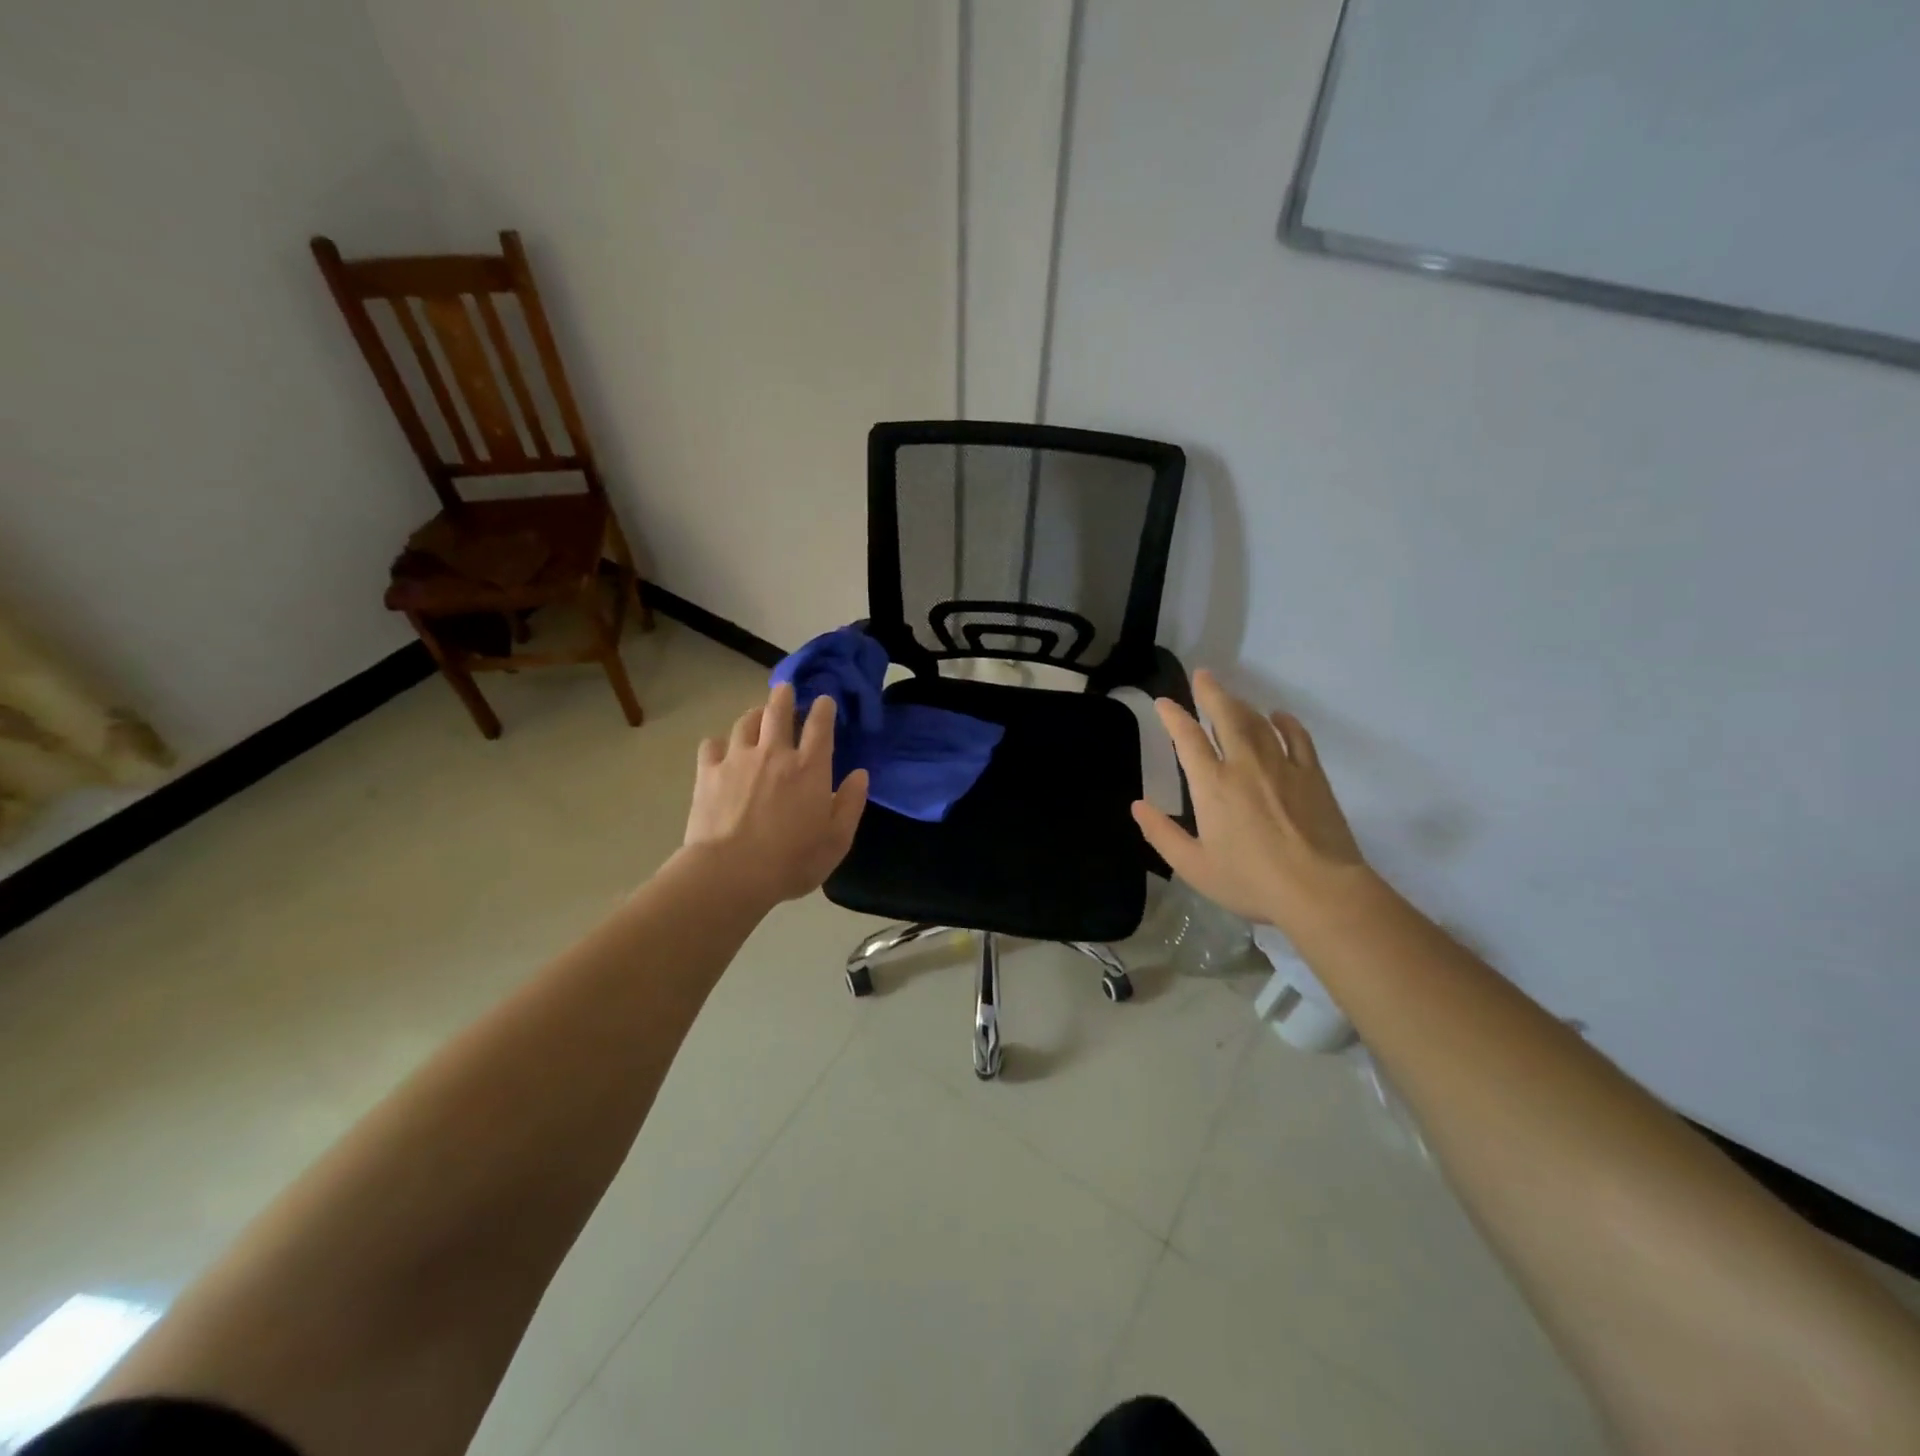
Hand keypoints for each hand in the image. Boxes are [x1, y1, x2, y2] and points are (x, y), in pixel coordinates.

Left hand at [684, 683, 869, 904]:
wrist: (731, 873)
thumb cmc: (792, 861)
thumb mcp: (836, 840)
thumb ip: (850, 804)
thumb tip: (860, 775)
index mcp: (810, 768)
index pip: (820, 725)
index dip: (824, 708)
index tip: (824, 700)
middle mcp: (774, 753)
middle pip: (778, 710)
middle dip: (785, 696)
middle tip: (786, 690)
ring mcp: (738, 759)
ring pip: (746, 722)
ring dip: (755, 714)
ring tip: (757, 715)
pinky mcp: (708, 772)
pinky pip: (712, 745)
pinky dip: (719, 743)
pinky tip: (721, 750)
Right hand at [1132, 669, 1368, 929]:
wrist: (1319, 890)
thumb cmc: (1250, 881)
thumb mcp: (1193, 866)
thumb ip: (1162, 834)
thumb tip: (1137, 806)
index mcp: (1212, 785)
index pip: (1188, 738)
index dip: (1174, 716)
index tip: (1164, 702)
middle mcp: (1244, 765)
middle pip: (1226, 717)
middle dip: (1212, 693)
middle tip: (1204, 675)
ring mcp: (1282, 766)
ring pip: (1259, 723)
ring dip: (1242, 706)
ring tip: (1232, 697)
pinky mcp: (1313, 776)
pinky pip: (1298, 738)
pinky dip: (1286, 723)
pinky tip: (1279, 717)